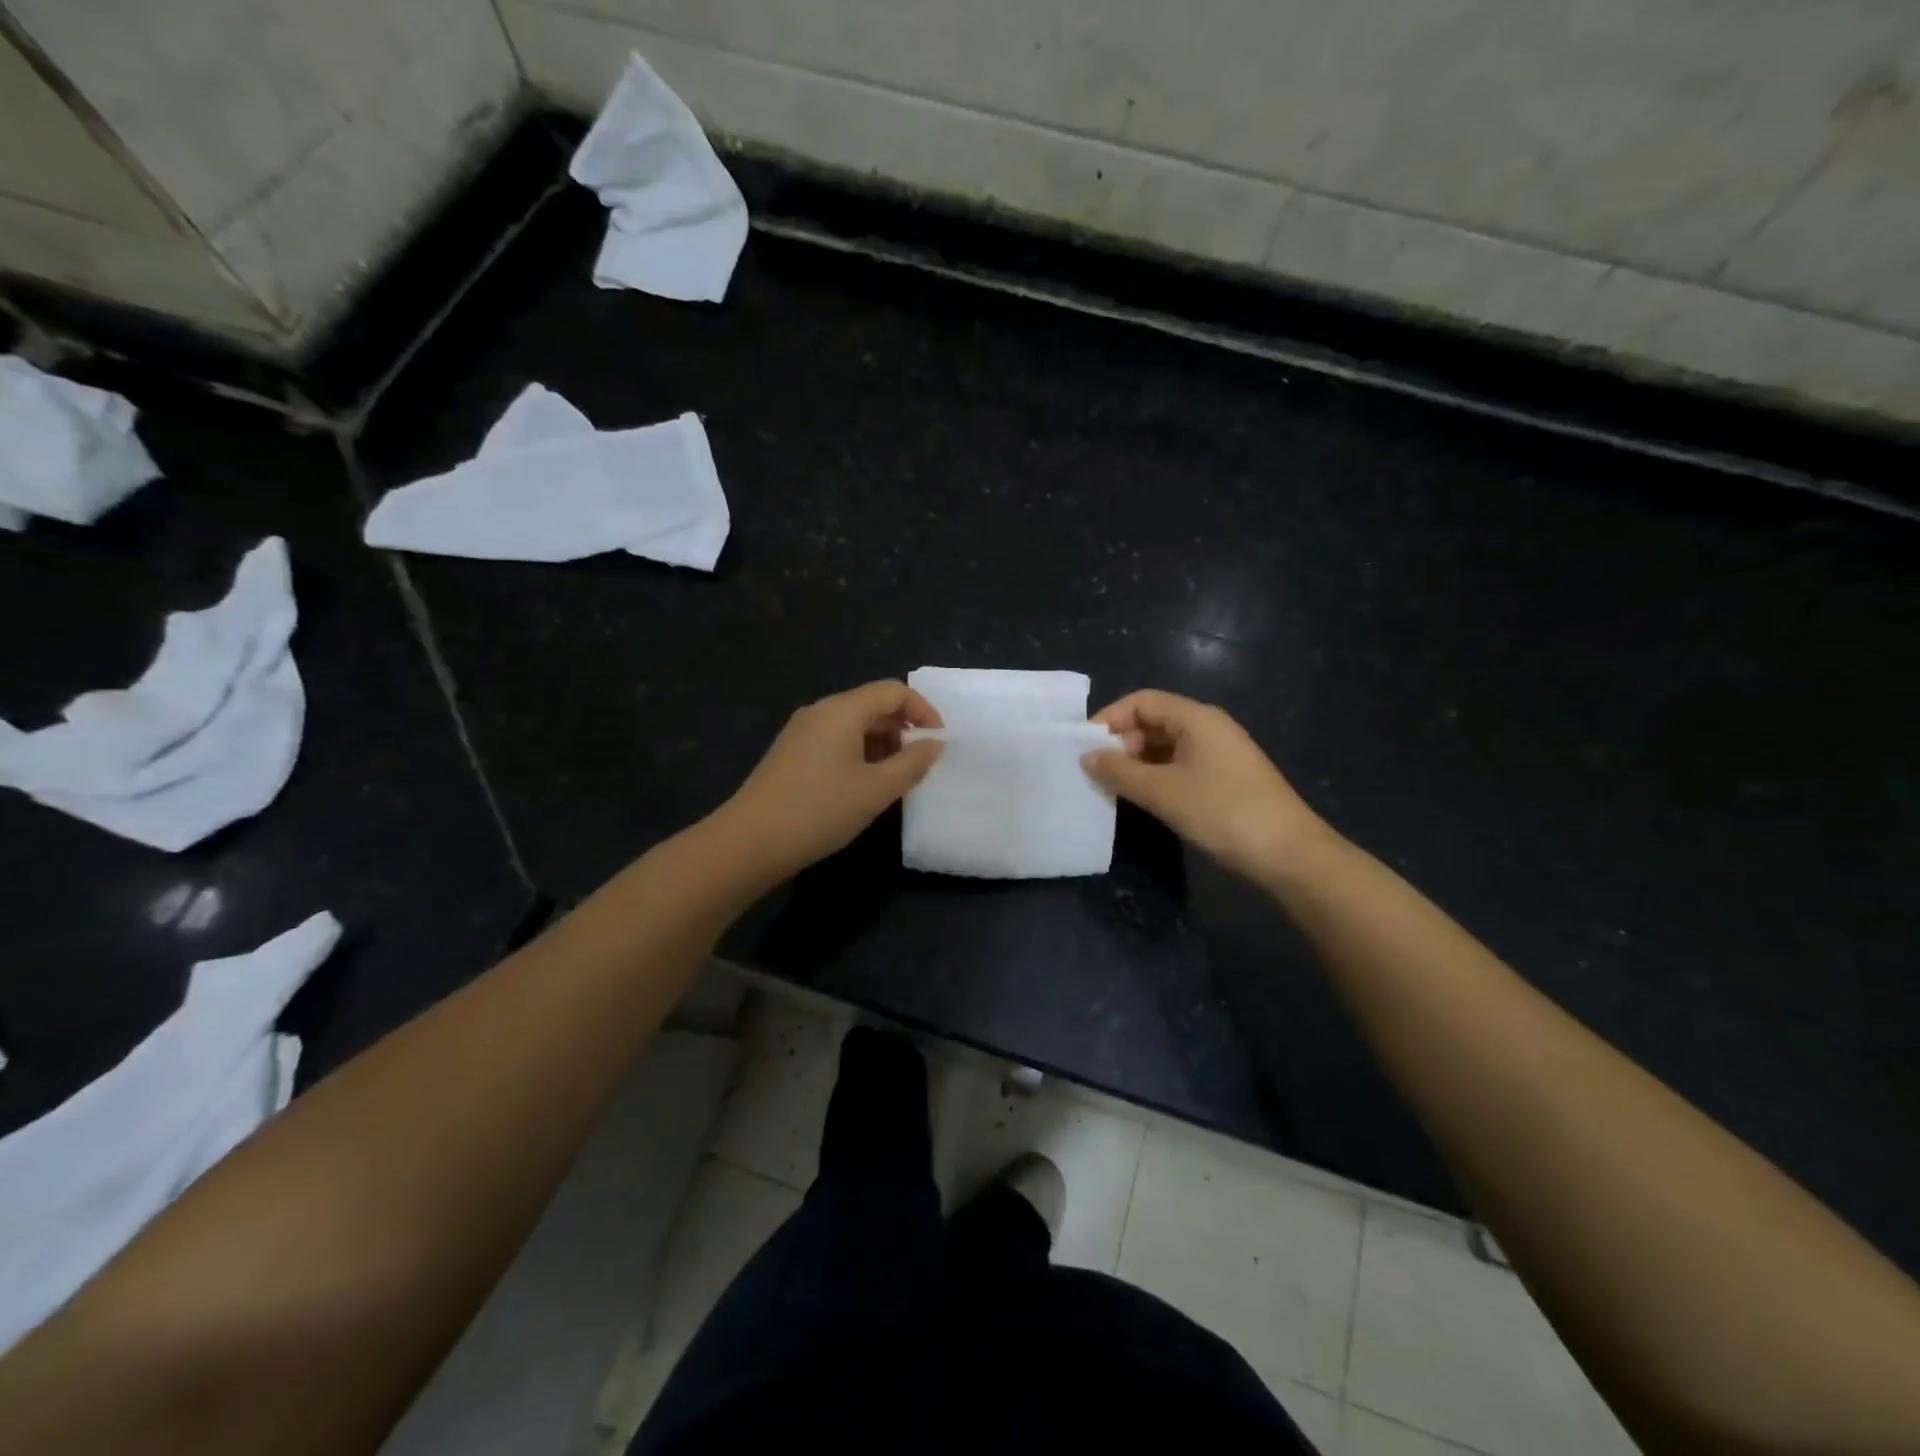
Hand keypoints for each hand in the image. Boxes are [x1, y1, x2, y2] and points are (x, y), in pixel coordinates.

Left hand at [715, 681, 943, 880]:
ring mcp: (801, 732)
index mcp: (842, 710)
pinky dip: (859, 753)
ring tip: (896, 778)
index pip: (893, 691)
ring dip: (882, 744)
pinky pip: (835, 741)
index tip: (938, 741)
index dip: (923, 710)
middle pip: (871, 705)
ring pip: (853, 725)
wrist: (750, 841)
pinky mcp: (790, 754)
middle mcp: (820, 711)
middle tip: (920, 763)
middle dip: (903, 728)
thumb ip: (912, 763)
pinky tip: (864, 785)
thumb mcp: (876, 790)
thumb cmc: (820, 810)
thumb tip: (934, 744)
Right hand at [1084, 690, 1328, 880]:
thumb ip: (1120, 771)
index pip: (1142, 701)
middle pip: (1154, 720)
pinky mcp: (1225, 778)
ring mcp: (1220, 753)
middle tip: (1099, 772)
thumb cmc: (1223, 813)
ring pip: (1166, 745)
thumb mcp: (1163, 792)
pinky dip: (1156, 775)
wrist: (1290, 854)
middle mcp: (1209, 727)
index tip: (1085, 747)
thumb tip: (1087, 757)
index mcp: (1196, 718)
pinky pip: (1180, 765)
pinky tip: (1144, 799)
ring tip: (1114, 788)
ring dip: (1137, 762)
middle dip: (1122, 742)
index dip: (1110, 718)